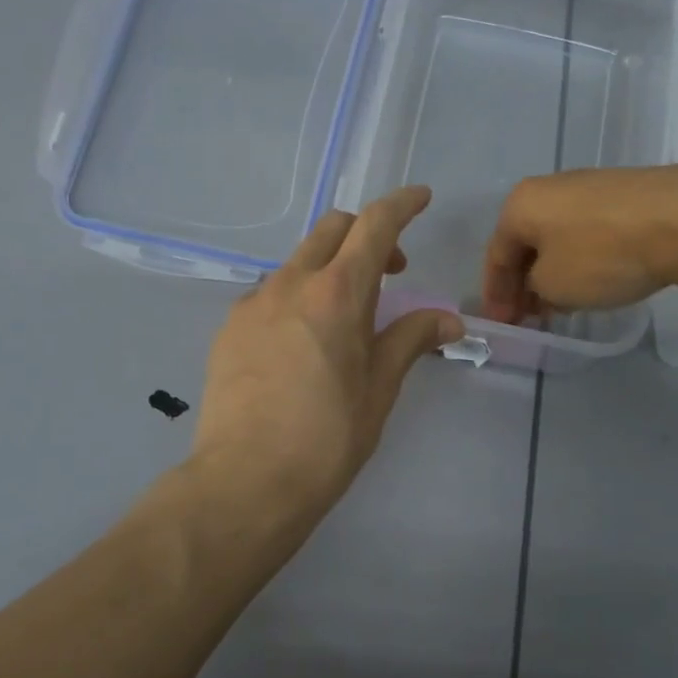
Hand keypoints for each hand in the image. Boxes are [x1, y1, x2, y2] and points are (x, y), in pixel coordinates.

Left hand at [193, 186, 464, 521]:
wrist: (246, 480)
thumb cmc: (327, 438)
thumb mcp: (379, 388)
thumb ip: (410, 340)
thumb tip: (449, 320)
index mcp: (337, 294)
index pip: (374, 226)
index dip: (401, 205)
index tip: (421, 197)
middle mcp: (290, 284)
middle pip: (332, 229)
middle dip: (366, 234)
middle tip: (392, 271)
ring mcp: (252, 304)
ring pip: (298, 261)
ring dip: (329, 267)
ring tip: (346, 315)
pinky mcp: (228, 329)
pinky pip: (270, 293)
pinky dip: (297, 295)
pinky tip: (302, 340)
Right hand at [481, 165, 677, 323]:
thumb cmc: (601, 254)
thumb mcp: (553, 286)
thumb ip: (534, 289)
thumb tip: (542, 285)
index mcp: (520, 205)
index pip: (495, 255)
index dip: (495, 294)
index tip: (501, 325)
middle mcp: (548, 188)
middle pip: (525, 244)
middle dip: (523, 284)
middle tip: (526, 318)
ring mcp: (588, 188)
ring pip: (556, 238)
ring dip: (551, 274)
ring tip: (557, 306)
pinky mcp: (622, 195)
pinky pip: (586, 233)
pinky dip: (579, 260)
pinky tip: (590, 283)